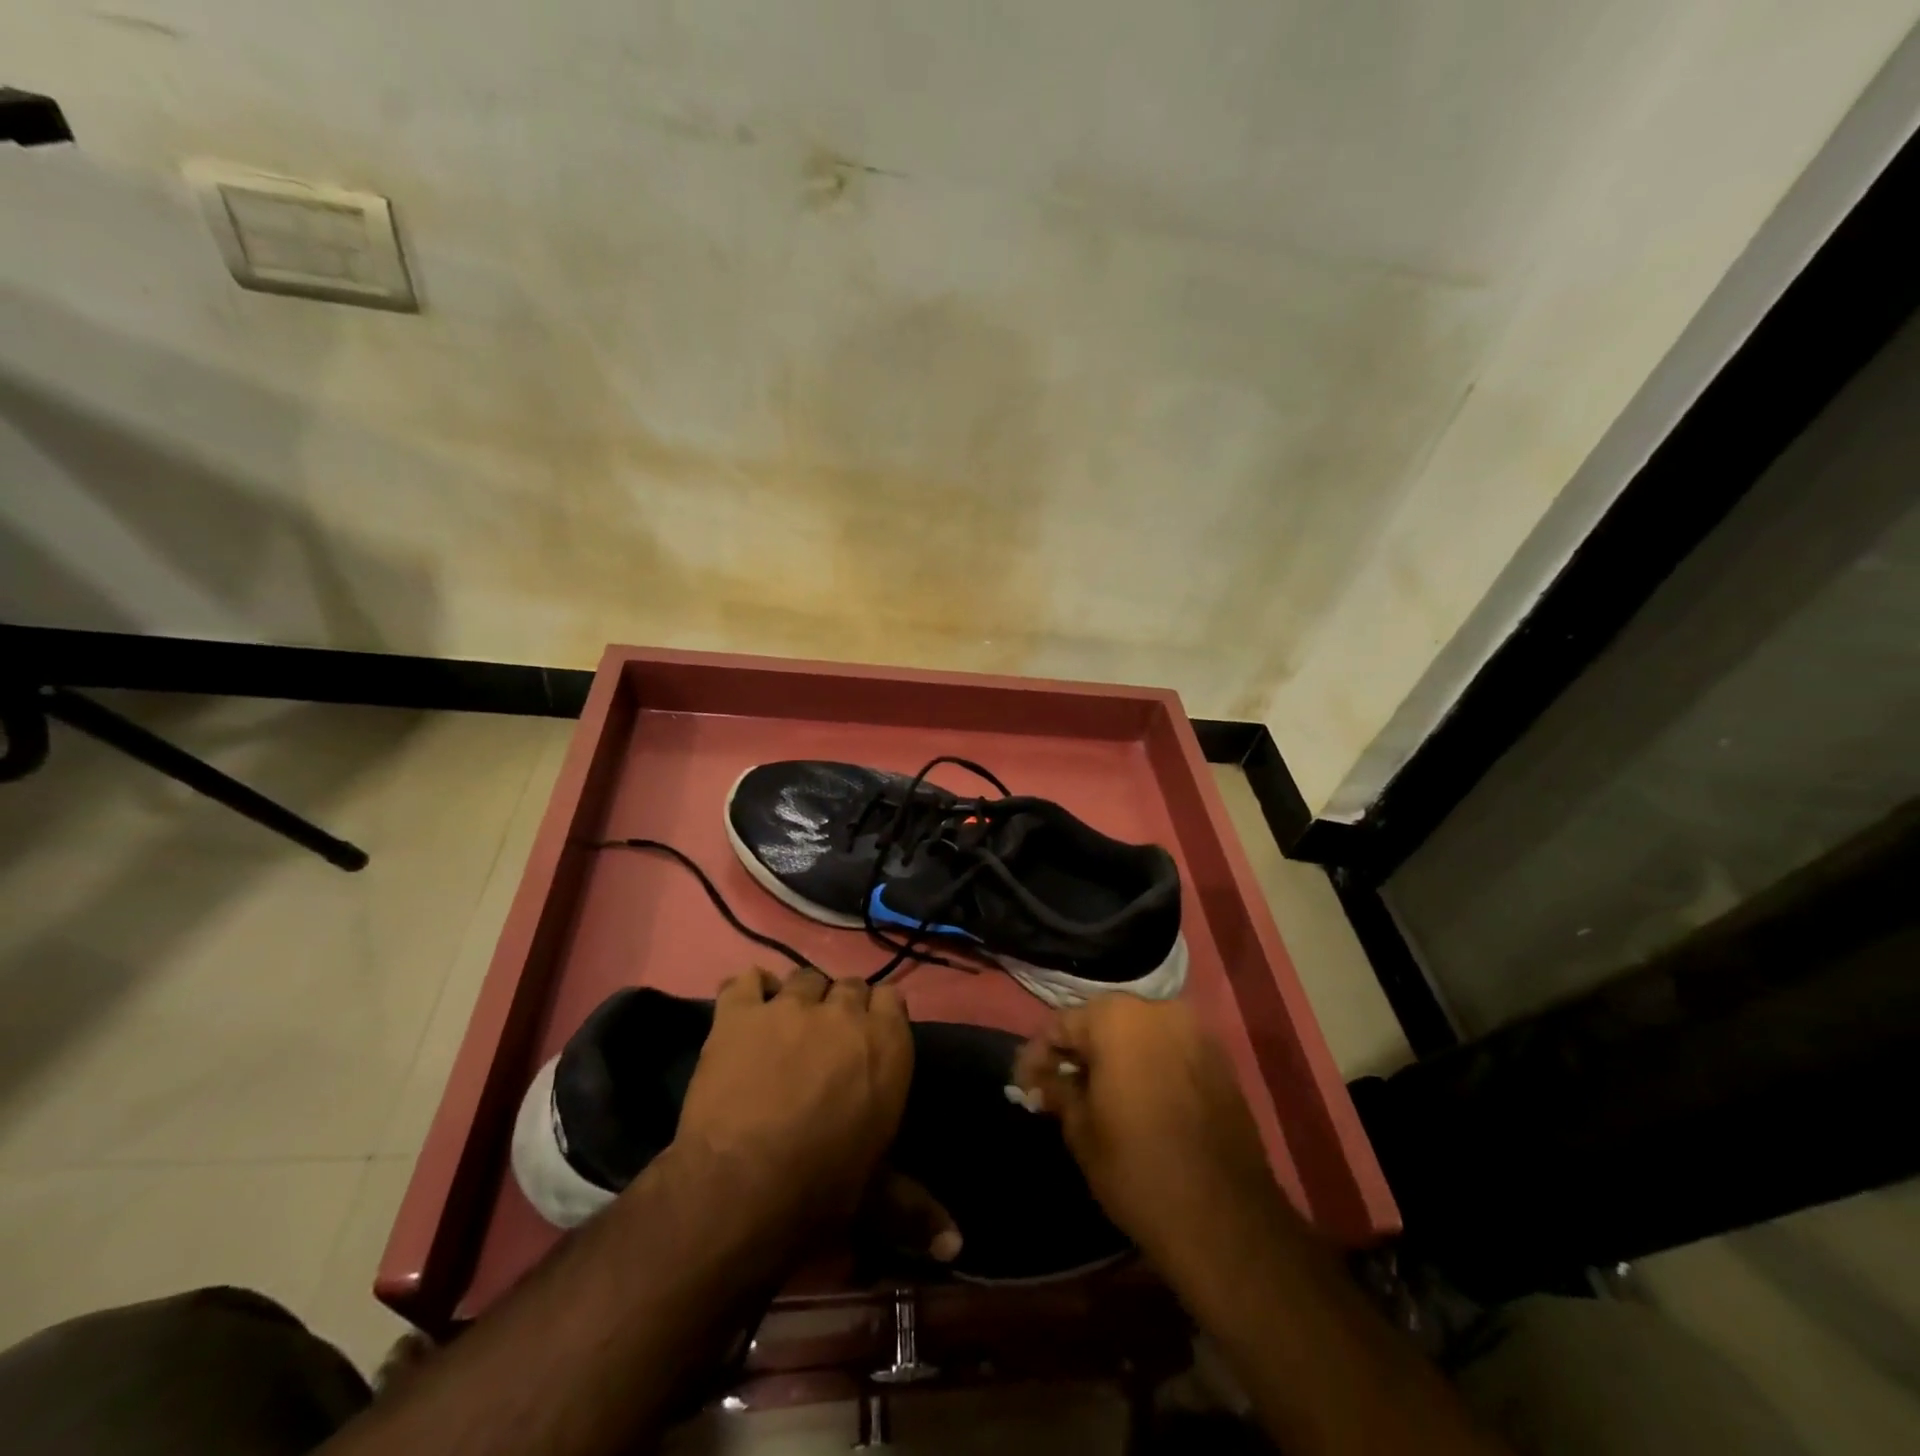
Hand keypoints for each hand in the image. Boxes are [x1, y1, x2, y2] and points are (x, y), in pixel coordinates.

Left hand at [675, 967, 912, 1248]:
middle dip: (841, 1008)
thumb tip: (958, 1245)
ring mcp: (789, 1007)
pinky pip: (746, 980)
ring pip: (802, 979)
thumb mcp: (877, 1198)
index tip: (868, 1041)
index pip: (893, 999)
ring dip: (799, 999)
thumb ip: (917, 1208)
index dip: (879, 1016)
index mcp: (887, 1043)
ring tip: (786, 1029)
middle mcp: (843, 1012)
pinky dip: (749, 990)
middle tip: (826, 1043)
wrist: (741, 1189)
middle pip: (849, 985)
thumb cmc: (821, 1190)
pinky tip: (748, 1011)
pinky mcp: (739, 1014)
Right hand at [1012, 995, 1288, 1273]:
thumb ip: (1058, 1091)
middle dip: (1080, 1051)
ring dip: (1115, 1056)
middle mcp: (1157, 1010)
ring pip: (1139, 1033)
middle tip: (1059, 1086)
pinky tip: (1137, 1096)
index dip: (1039, 1055)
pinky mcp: (1220, 1058)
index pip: (1062, 1024)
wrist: (1224, 1219)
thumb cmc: (1137, 1169)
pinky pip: (1169, 1049)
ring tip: (1097, 1093)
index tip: (1026, 1084)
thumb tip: (1041, 1079)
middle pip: (1103, 1021)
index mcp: (1116, 1018)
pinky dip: (1148, 1064)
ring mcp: (1195, 1031)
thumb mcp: (1081, 1130)